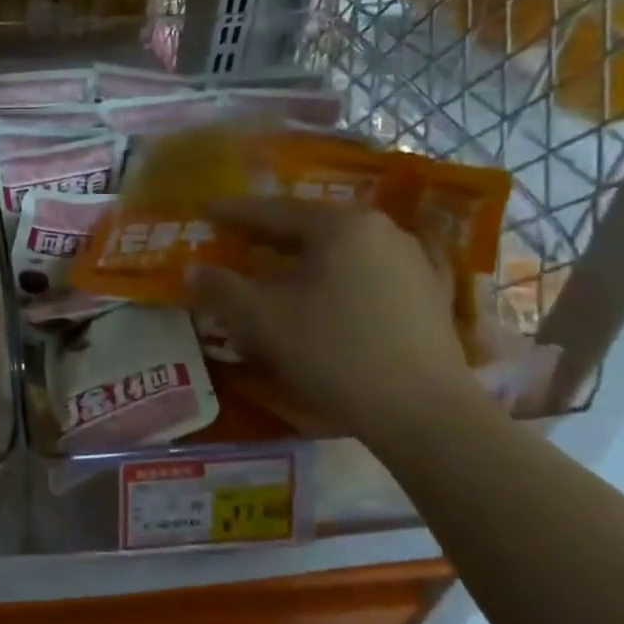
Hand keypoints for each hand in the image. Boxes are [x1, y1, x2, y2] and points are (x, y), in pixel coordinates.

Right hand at [187, 197, 477, 435]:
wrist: (423, 412)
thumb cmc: (334, 353)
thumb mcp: (262, 319)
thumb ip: (222, 288)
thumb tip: (194, 270)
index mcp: (340, 226)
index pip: (273, 211)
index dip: (233, 213)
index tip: (204, 211)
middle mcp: (381, 230)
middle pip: (310, 226)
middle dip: (268, 235)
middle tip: (235, 240)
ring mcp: (413, 260)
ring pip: (341, 249)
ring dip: (303, 256)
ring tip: (276, 270)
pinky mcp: (429, 294)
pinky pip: (370, 271)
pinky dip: (339, 275)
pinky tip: (333, 288)